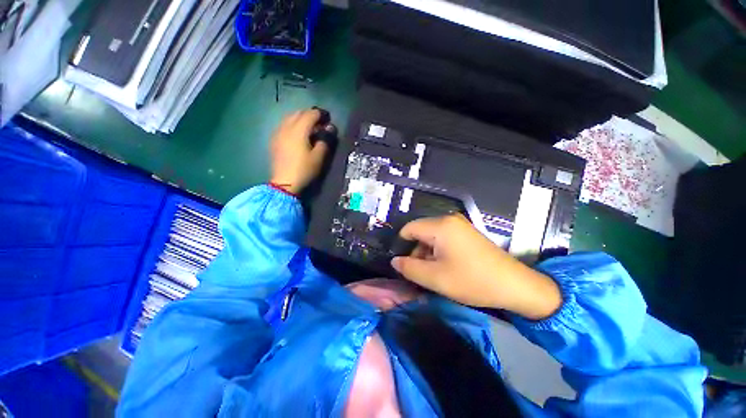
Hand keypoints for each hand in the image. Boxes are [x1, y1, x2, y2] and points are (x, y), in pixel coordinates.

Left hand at [269, 108, 333, 193]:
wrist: (284, 184)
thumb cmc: (304, 170)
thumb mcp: (319, 157)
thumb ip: (325, 140)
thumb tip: (330, 127)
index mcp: (298, 130)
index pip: (310, 114)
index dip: (320, 114)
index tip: (328, 118)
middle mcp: (286, 127)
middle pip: (298, 113)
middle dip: (310, 115)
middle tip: (320, 124)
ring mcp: (278, 133)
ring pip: (289, 118)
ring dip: (300, 119)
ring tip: (309, 128)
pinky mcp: (274, 140)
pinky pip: (284, 125)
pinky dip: (292, 125)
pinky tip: (297, 135)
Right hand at [391, 215, 561, 319]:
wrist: (515, 286)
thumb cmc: (472, 280)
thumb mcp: (435, 278)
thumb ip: (409, 268)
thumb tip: (395, 260)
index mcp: (440, 225)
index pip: (409, 229)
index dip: (401, 245)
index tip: (401, 264)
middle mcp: (449, 220)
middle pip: (420, 232)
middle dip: (415, 252)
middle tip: (419, 273)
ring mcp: (459, 225)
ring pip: (431, 236)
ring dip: (427, 254)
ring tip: (433, 274)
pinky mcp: (466, 233)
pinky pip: (443, 239)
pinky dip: (438, 252)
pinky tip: (444, 268)